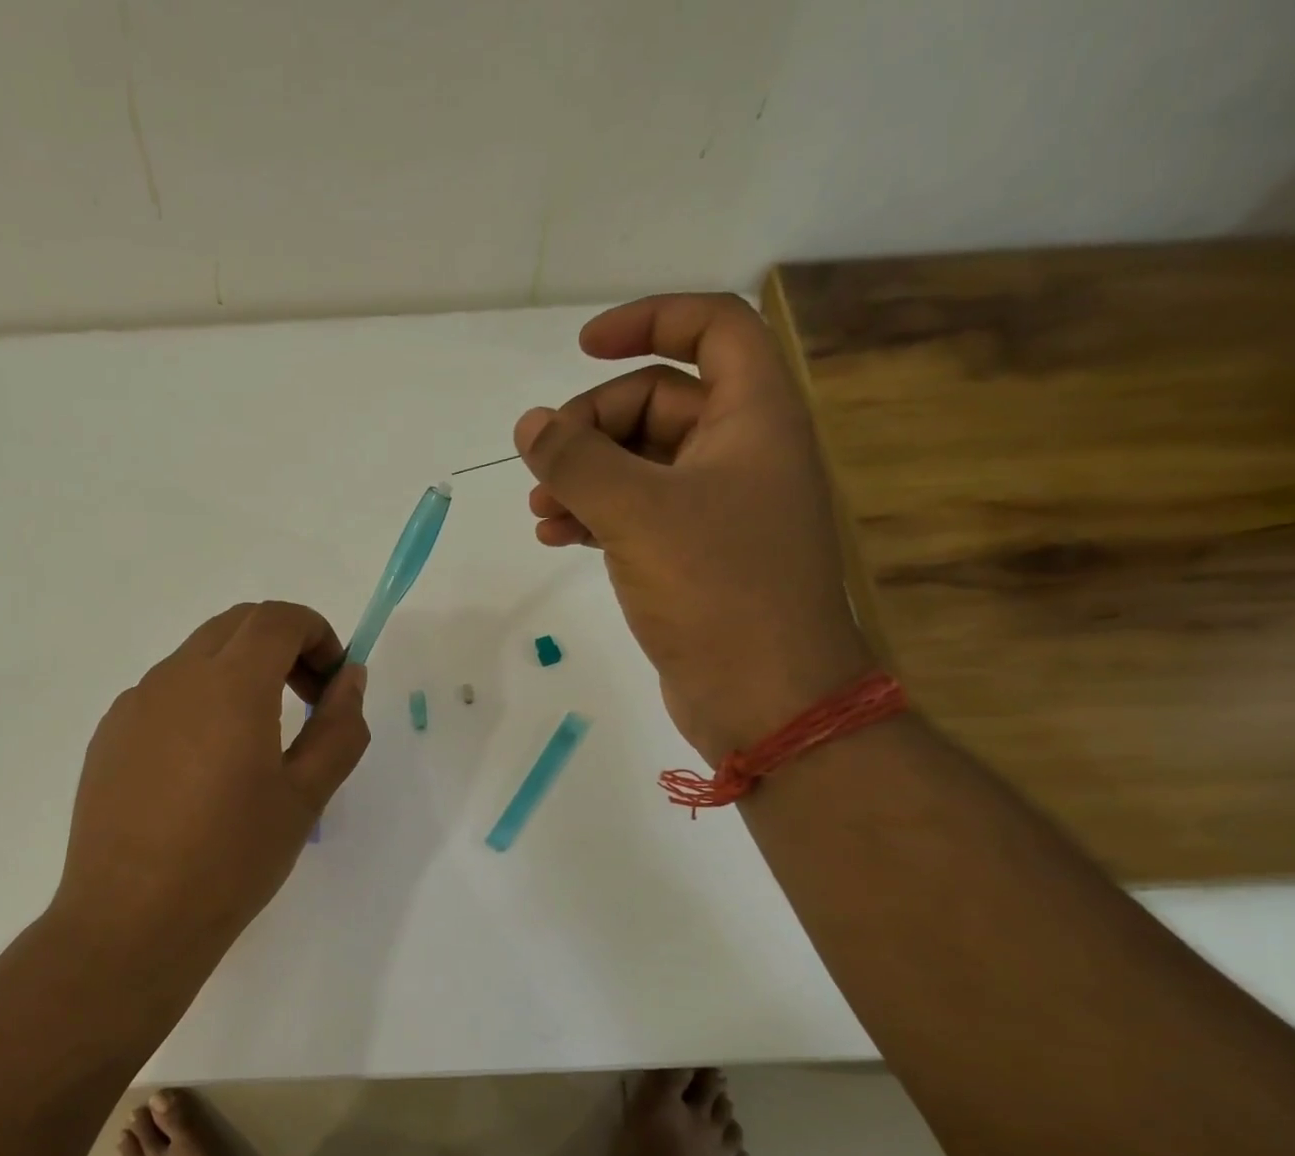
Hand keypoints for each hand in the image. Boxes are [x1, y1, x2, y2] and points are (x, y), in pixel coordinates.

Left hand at [51, 601, 368, 984]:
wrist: (132, 921)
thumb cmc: (232, 860)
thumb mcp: (305, 797)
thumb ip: (338, 728)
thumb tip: (350, 679)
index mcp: (229, 686)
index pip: (278, 618)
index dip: (318, 634)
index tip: (332, 684)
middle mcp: (175, 678)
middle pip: (237, 626)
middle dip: (283, 647)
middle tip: (306, 702)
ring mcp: (134, 704)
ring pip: (198, 657)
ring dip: (240, 673)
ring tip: (256, 742)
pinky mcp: (109, 735)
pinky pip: (165, 693)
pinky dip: (201, 701)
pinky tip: (204, 768)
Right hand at [514, 293, 873, 759]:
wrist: (765, 696)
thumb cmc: (715, 589)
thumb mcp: (637, 513)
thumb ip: (577, 460)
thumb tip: (529, 424)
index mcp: (753, 417)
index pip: (711, 328)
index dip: (648, 321)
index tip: (582, 349)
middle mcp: (742, 453)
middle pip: (660, 402)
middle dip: (594, 425)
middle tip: (544, 464)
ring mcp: (720, 509)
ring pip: (642, 464)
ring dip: (586, 477)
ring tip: (537, 511)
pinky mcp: (697, 557)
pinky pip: (640, 514)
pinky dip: (598, 516)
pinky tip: (556, 537)